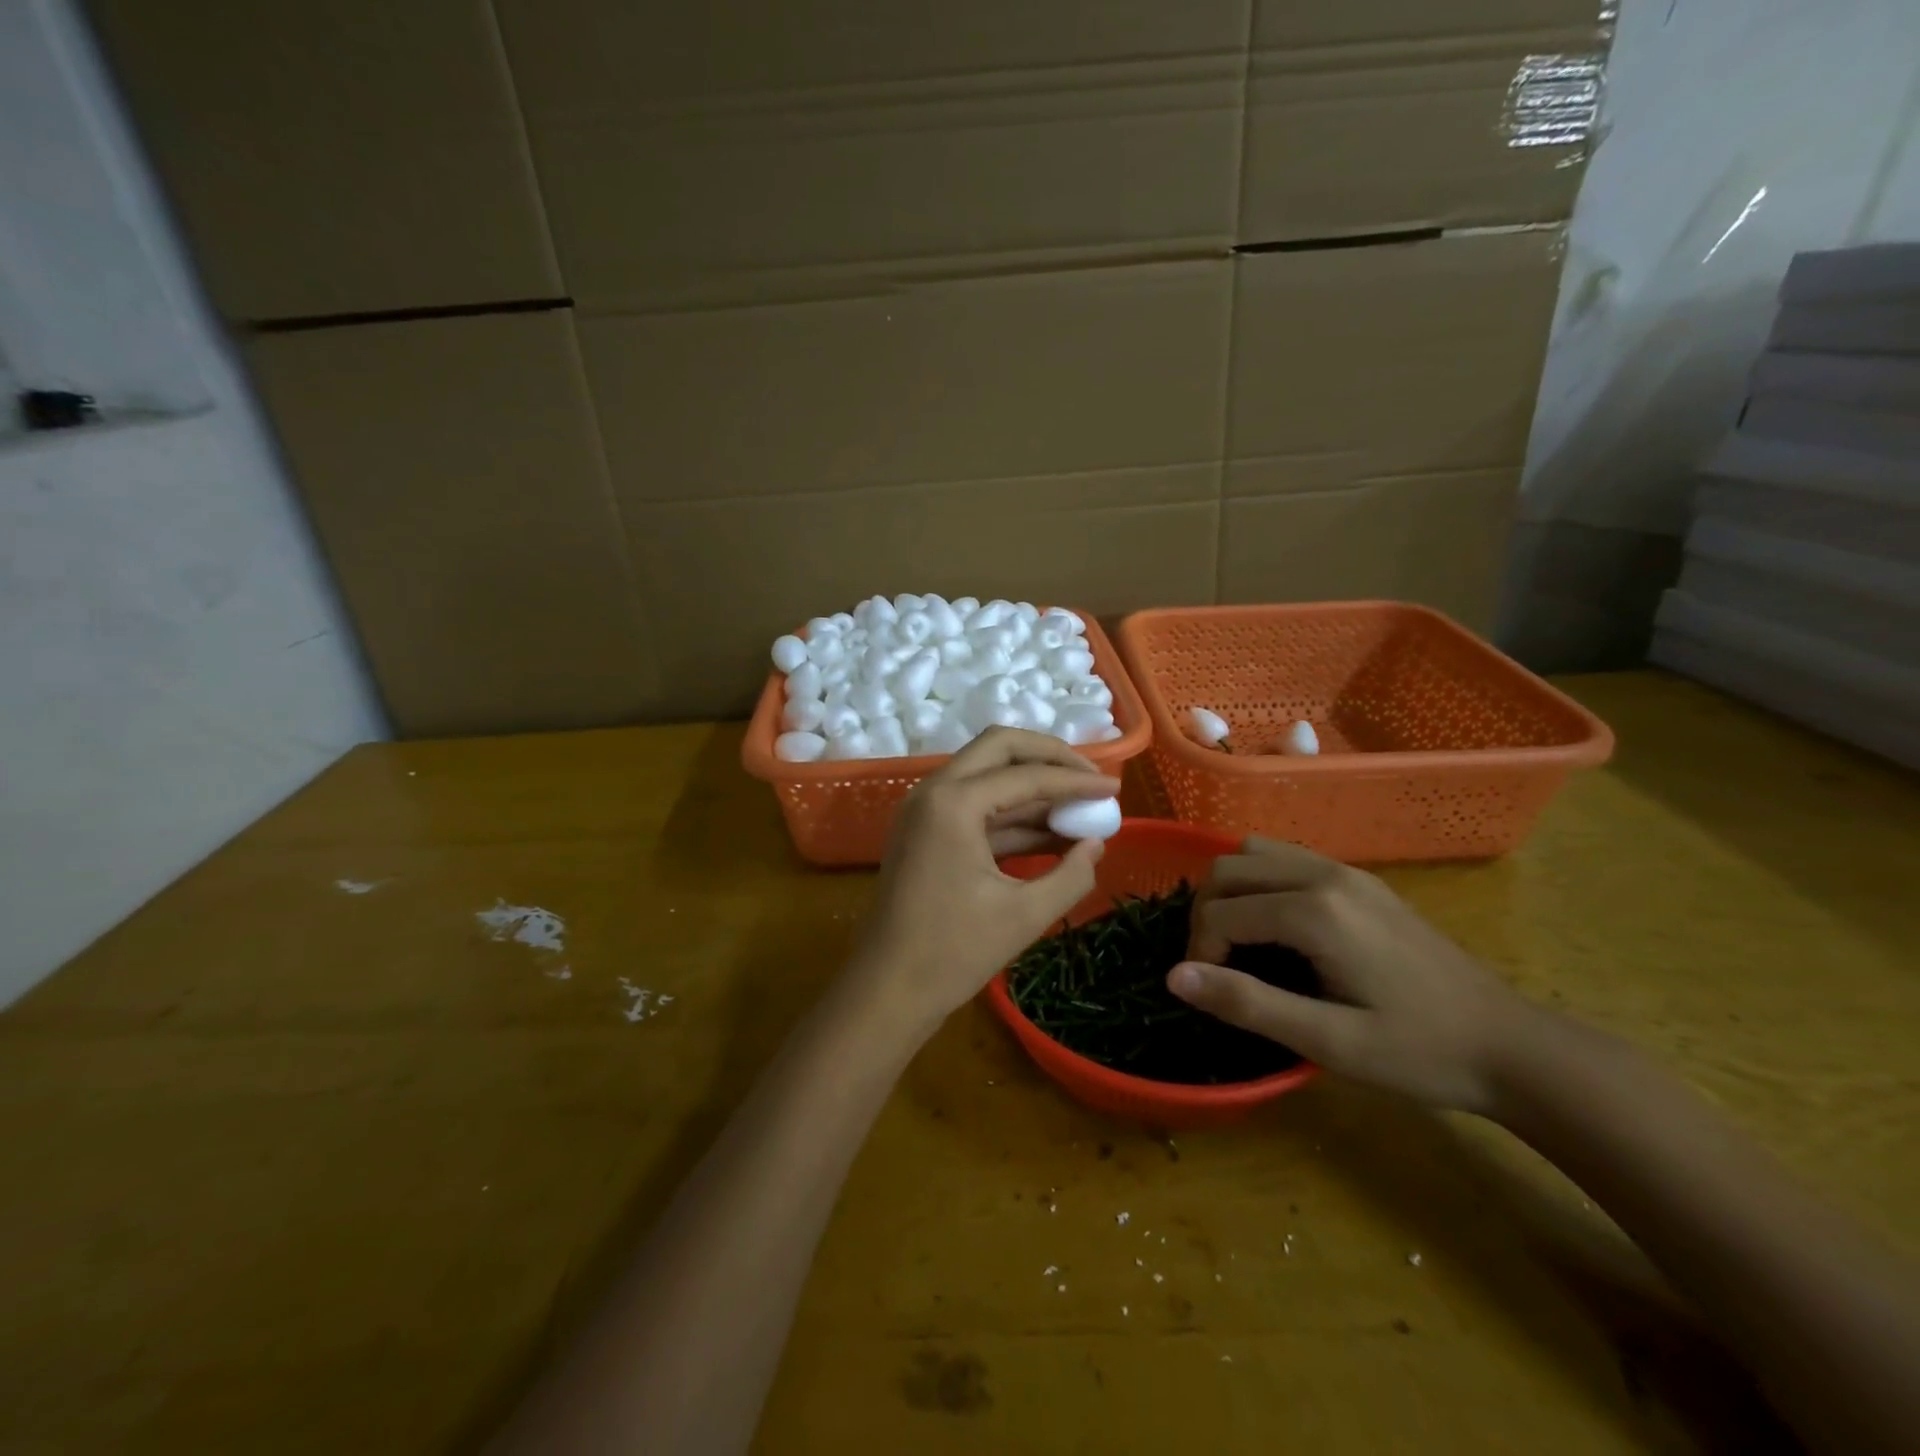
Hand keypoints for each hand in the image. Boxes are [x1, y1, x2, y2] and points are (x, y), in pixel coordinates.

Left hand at [842, 728, 1118, 1039]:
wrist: (886, 990)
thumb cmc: (952, 953)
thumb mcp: (1024, 915)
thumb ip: (1071, 875)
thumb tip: (1097, 843)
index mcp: (953, 803)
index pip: (1026, 775)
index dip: (1076, 780)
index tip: (1116, 789)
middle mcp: (934, 791)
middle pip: (999, 748)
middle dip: (1049, 756)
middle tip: (1090, 778)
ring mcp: (925, 809)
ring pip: (987, 774)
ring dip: (1033, 786)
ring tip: (1081, 808)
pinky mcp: (927, 831)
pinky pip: (976, 806)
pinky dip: (1013, 814)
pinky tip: (1053, 833)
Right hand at [1166, 837, 1535, 1113]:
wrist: (1512, 1046)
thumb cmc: (1420, 1052)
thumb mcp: (1329, 1042)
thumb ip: (1247, 1003)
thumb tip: (1174, 976)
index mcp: (1315, 911)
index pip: (1221, 911)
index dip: (1201, 952)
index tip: (1214, 994)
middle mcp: (1324, 874)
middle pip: (1228, 867)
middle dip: (1207, 913)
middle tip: (1219, 965)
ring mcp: (1345, 871)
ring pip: (1253, 852)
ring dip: (1231, 891)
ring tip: (1240, 941)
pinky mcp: (1360, 880)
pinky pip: (1285, 858)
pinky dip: (1260, 882)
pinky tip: (1277, 927)